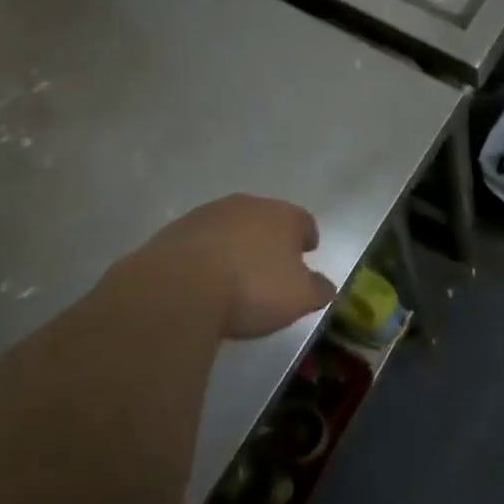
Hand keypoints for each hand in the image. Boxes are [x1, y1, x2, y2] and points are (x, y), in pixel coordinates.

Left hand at [142, 195, 336, 339]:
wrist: (179, 286)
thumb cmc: (252, 288)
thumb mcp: (298, 298)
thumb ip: (317, 290)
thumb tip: (327, 286)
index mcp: (283, 216)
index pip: (304, 222)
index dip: (307, 238)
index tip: (307, 252)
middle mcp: (249, 205)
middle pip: (267, 218)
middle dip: (270, 238)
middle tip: (271, 265)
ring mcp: (209, 214)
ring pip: (232, 226)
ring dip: (236, 244)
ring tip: (234, 274)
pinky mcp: (176, 230)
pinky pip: (201, 241)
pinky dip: (206, 255)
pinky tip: (202, 279)